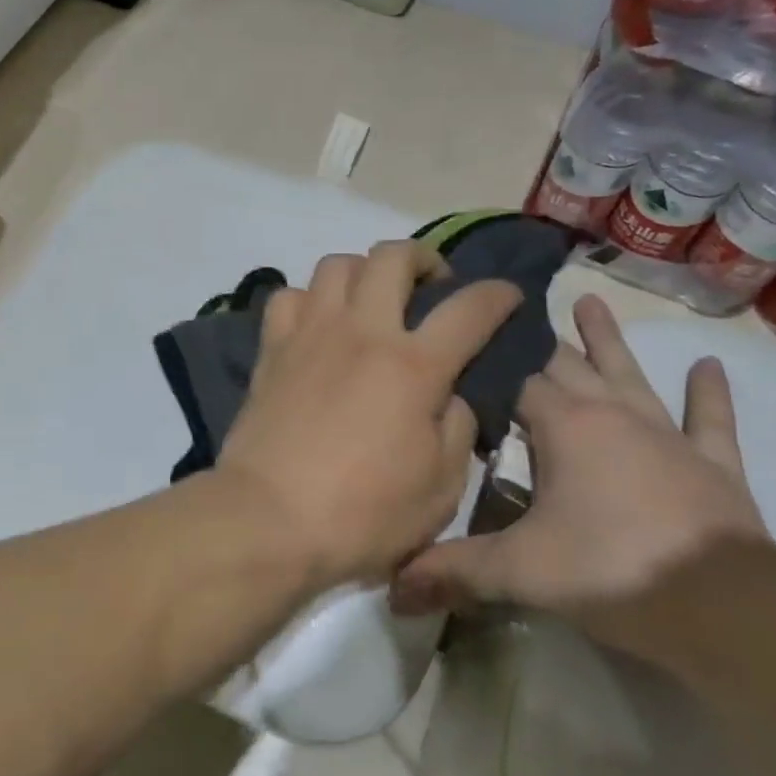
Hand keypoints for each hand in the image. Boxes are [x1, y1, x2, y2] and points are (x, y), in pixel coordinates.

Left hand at [214, 239, 522, 591]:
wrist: (268, 518)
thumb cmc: (362, 515)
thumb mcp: (440, 488)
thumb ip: (457, 429)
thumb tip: (450, 394)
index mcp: (413, 366)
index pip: (469, 309)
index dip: (497, 294)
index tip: (507, 294)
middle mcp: (362, 332)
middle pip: (393, 257)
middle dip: (423, 257)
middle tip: (431, 285)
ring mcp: (310, 333)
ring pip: (336, 264)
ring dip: (363, 271)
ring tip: (372, 299)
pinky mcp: (271, 348)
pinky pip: (288, 296)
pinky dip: (308, 300)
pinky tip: (317, 324)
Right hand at [392, 295, 767, 662]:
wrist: (728, 610)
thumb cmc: (611, 571)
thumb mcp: (519, 571)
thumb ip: (453, 570)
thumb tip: (391, 587)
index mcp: (563, 426)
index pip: (515, 380)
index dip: (489, 363)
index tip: (465, 340)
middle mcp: (611, 415)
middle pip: (567, 365)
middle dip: (538, 340)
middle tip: (514, 308)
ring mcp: (666, 436)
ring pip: (630, 375)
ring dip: (608, 340)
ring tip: (591, 300)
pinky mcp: (714, 466)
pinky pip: (710, 422)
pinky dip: (709, 395)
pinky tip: (710, 365)